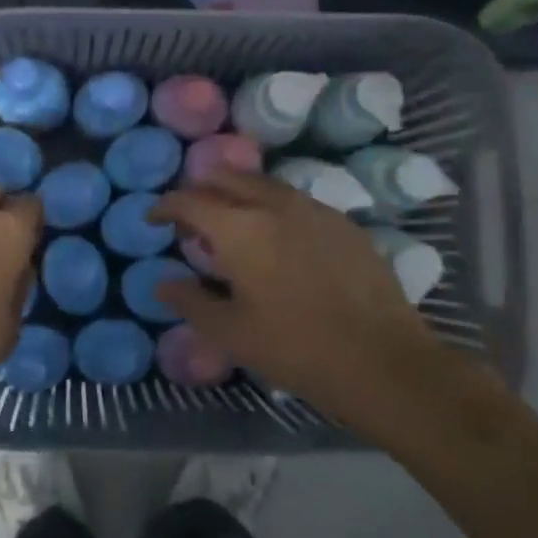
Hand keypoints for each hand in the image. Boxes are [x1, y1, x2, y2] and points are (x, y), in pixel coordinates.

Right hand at [150, 173, 459, 428]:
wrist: (382, 359)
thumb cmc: (295, 347)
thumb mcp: (230, 333)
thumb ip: (190, 300)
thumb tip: (162, 283)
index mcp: (239, 228)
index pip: (189, 199)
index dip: (165, 205)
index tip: (155, 219)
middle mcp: (273, 204)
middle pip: (225, 178)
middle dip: (201, 192)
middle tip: (193, 224)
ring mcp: (313, 208)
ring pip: (262, 185)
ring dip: (238, 197)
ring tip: (234, 231)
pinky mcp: (342, 222)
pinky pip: (294, 201)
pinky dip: (272, 209)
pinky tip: (279, 242)